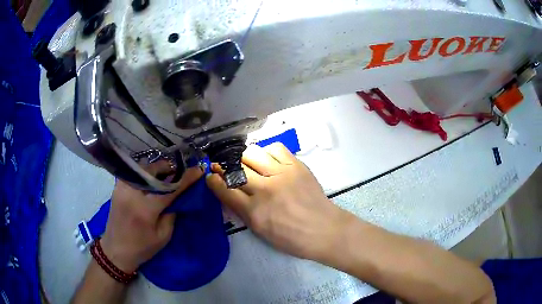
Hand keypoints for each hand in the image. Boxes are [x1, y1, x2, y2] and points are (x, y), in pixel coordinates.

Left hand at [101, 162, 202, 272]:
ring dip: (157, 169)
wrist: (115, 250)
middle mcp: (132, 193)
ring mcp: (122, 188)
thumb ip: (172, 214)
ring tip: (166, 174)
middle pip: (154, 171)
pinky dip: (146, 173)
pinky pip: (134, 173)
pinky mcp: (117, 187)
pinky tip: (151, 179)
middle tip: (180, 172)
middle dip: (169, 168)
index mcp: (146, 209)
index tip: (198, 169)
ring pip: (143, 169)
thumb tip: (179, 197)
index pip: (170, 188)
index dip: (186, 178)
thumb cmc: (142, 248)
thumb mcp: (163, 236)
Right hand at [206, 143, 349, 260]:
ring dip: (244, 157)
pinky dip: (267, 152)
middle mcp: (265, 189)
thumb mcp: (261, 232)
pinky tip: (269, 160)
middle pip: (236, 168)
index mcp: (255, 212)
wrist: (324, 230)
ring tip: (247, 163)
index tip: (210, 176)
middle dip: (224, 166)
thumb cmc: (292, 238)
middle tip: (223, 167)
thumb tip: (228, 193)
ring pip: (252, 153)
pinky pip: (276, 148)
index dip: (214, 181)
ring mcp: (282, 174)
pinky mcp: (297, 165)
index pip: (225, 190)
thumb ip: (242, 211)